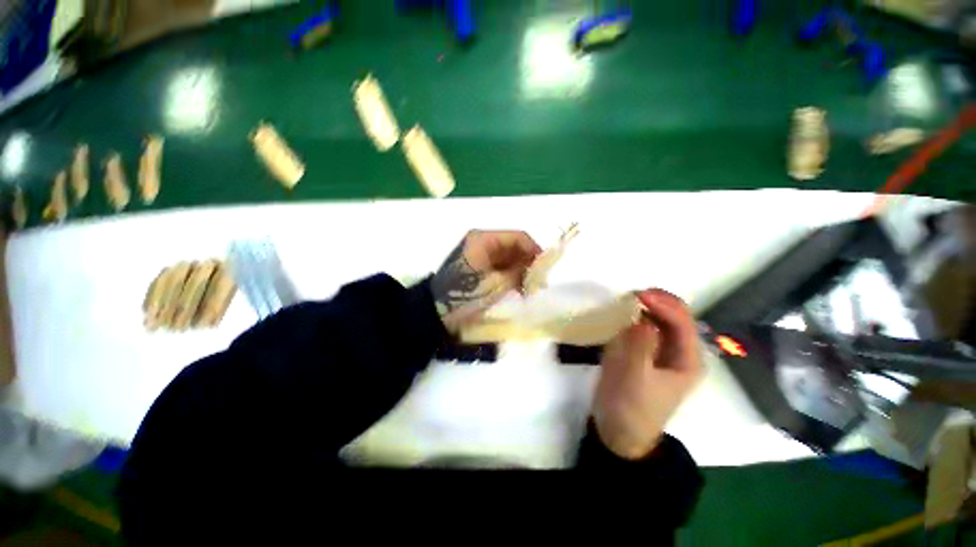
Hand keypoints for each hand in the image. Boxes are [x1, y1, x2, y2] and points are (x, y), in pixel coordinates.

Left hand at [431, 230, 541, 332]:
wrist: (437, 312)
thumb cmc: (465, 294)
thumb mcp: (496, 284)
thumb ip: (520, 272)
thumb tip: (538, 268)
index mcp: (484, 239)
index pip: (518, 237)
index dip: (534, 250)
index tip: (545, 269)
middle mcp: (482, 242)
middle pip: (514, 247)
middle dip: (528, 263)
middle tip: (539, 283)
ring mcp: (480, 255)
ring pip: (509, 258)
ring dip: (521, 271)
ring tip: (529, 289)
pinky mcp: (478, 267)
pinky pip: (501, 267)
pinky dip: (511, 276)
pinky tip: (518, 290)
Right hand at [593, 289, 702, 459]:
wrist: (619, 431)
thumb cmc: (631, 408)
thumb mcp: (636, 379)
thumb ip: (640, 348)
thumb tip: (643, 319)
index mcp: (687, 360)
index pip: (682, 322)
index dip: (663, 305)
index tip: (639, 295)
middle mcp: (677, 352)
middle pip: (674, 317)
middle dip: (657, 302)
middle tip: (632, 294)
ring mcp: (659, 351)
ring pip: (658, 319)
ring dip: (645, 307)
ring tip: (627, 300)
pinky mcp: (642, 352)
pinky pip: (642, 327)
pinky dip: (633, 317)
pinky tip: (622, 314)